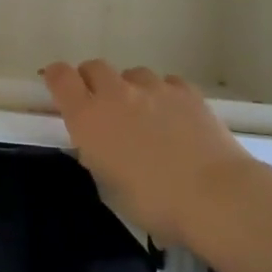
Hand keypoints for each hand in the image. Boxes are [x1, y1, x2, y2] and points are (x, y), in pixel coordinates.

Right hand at [42, 60, 254, 245]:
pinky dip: (164, 95)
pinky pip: (166, 83)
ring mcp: (153, 87)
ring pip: (132, 74)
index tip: (59, 88)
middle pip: (94, 67)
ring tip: (146, 116)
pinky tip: (175, 117)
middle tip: (103, 108)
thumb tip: (102, 143)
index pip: (60, 77)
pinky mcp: (185, 90)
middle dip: (93, 81)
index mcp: (89, 118)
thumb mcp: (111, 187)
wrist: (215, 195)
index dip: (56, 78)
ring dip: (131, 89)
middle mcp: (116, 93)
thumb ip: (99, 155)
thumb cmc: (156, 204)